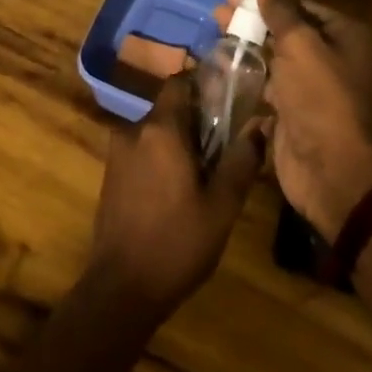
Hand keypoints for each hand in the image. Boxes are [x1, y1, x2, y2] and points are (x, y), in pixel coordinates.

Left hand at [86, 69, 264, 323]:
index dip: (203, 86)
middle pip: (169, 109)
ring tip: (204, 173)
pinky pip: (142, 151)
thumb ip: (242, 160)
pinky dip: (161, 159)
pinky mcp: (111, 175)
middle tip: (224, 146)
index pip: (179, 83)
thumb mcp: (222, 205)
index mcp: (161, 129)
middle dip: (196, 121)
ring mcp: (117, 153)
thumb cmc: (177, 243)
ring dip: (178, 143)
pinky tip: (177, 190)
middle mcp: (134, 131)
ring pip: (155, 132)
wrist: (121, 288)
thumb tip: (261, 124)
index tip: (227, 102)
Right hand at [219, 0, 371, 241]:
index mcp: (342, 35)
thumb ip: (281, 5)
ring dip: (247, 46)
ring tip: (214, 35)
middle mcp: (331, 56)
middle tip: (216, 13)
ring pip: (275, 56)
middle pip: (285, 29)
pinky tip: (221, 67)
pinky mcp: (293, 111)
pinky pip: (268, 84)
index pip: (299, 5)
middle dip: (252, 20)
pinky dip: (248, 74)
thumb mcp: (299, 43)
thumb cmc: (319, 96)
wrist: (331, 169)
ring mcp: (312, 86)